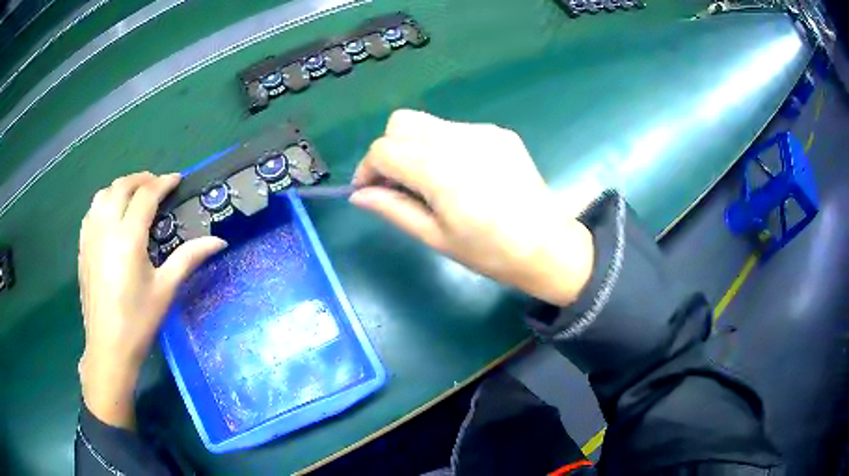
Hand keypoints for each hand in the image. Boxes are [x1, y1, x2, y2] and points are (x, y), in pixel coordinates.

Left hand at [78, 172, 226, 428]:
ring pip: (103, 194)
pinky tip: (111, 215)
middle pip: (122, 186)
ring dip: (121, 187)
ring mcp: (90, 237)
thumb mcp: (166, 290)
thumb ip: (189, 258)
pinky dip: (104, 202)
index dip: (163, 183)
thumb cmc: (138, 321)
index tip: (177, 180)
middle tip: (157, 185)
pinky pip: (92, 211)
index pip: (146, 195)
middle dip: (141, 179)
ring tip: (134, 195)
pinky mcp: (82, 248)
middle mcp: (106, 228)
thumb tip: (219, 241)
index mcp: (128, 237)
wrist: (108, 348)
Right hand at [351, 110, 593, 305]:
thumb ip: (393, 209)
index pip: (383, 150)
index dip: (367, 169)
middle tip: (396, 183)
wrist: (548, 245)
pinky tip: (459, 175)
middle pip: (401, 123)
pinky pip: (455, 130)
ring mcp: (481, 132)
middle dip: (388, 149)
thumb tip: (358, 195)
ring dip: (415, 146)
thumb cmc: (490, 252)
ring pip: (427, 123)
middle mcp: (458, 139)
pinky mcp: (499, 133)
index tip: (368, 191)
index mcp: (439, 169)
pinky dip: (442, 146)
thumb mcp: (436, 237)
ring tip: (429, 181)